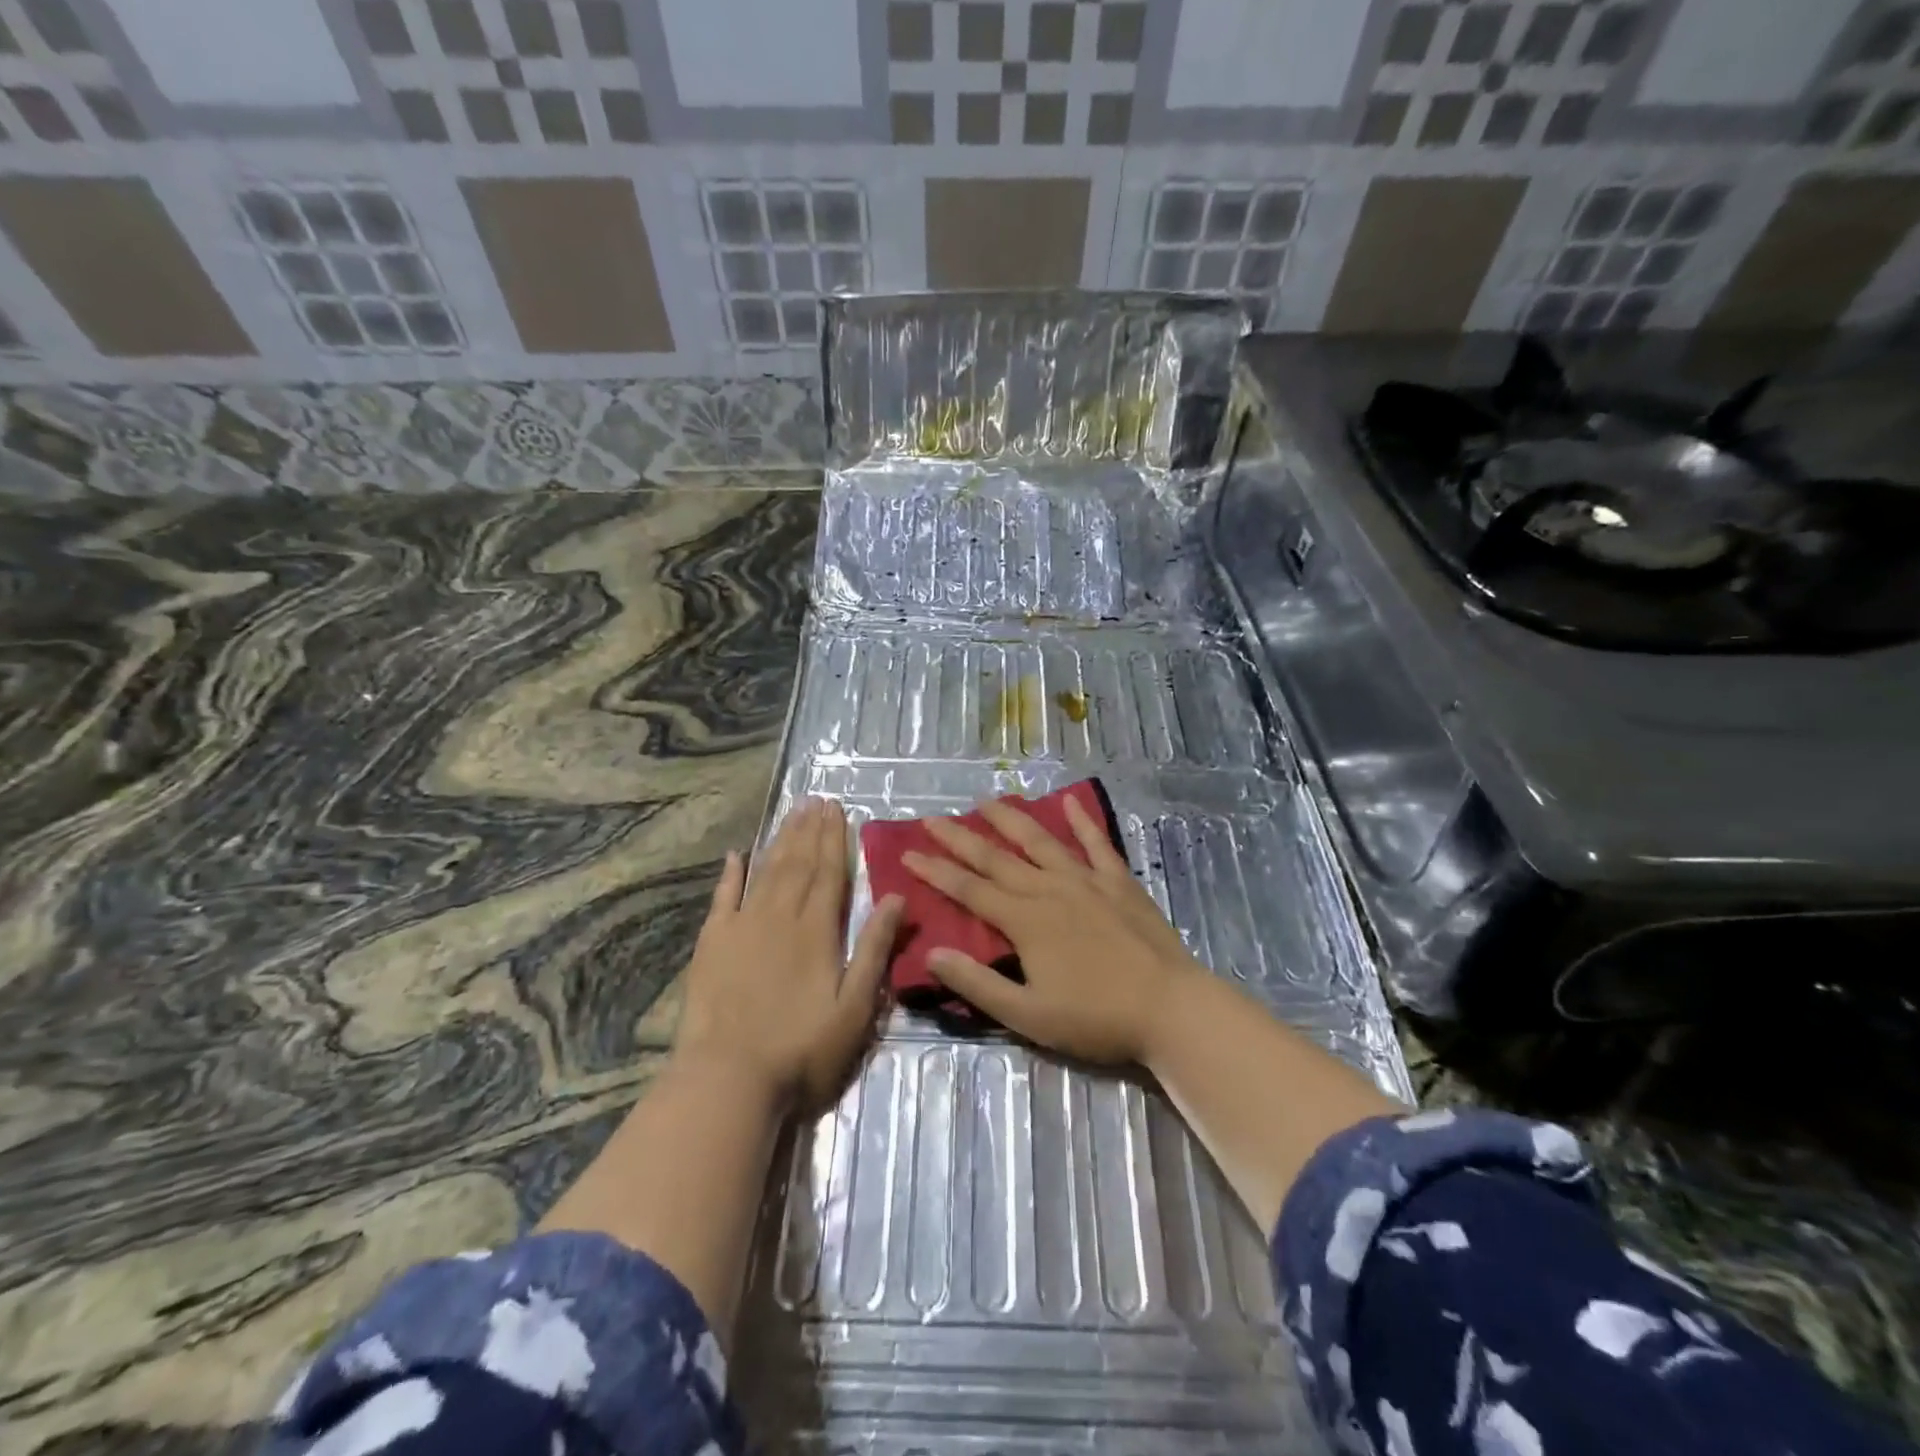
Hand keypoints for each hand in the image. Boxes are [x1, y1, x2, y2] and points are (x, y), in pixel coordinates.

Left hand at [676, 798, 903, 1110]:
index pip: (830, 873)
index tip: (838, 809)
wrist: (728, 1079)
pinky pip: (722, 898)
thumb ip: (874, 948)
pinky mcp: (711, 944)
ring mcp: (742, 927)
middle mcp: (780, 917)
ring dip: (780, 841)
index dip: (836, 840)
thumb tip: (896, 897)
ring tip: (791, 813)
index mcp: (818, 931)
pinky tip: (734, 855)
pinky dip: (730, 875)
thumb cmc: (802, 1049)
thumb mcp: (855, 1006)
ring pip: (766, 872)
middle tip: (816, 800)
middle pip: (799, 864)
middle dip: (810, 830)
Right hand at [902, 795, 1201, 1064]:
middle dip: (960, 837)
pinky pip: (1096, 843)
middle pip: (996, 857)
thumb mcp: (1028, 1015)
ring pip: (1040, 841)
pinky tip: (1068, 801)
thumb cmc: (1096, 1018)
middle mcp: (1050, 889)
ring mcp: (1087, 880)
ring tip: (986, 800)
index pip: (969, 889)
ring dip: (1010, 818)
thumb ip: (978, 984)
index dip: (936, 871)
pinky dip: (1081, 821)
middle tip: (932, 818)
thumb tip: (932, 953)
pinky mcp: (1119, 882)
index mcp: (1025, 920)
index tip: (908, 854)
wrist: (1171, 1008)